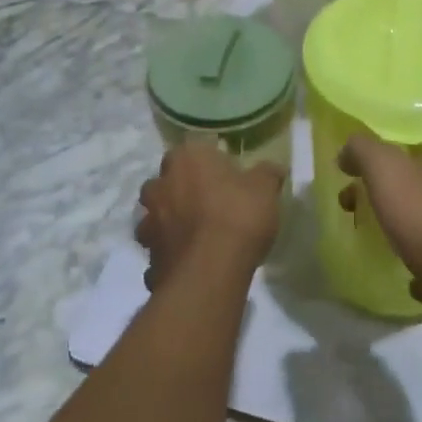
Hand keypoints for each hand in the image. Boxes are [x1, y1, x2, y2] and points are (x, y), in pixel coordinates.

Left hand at [135, 143, 285, 291]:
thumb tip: (273, 168)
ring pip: (154, 218)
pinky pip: (158, 254)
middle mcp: (160, 186)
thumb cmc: (238, 216)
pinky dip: (168, 258)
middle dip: (178, 190)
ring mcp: (148, 223)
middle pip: (165, 182)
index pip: (190, 149)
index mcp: (185, 159)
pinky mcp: (148, 259)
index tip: (222, 174)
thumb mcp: (265, 189)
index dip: (206, 161)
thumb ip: (266, 174)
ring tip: (192, 237)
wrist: (210, 272)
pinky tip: (187, 266)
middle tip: (205, 203)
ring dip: (167, 224)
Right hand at [336, 136, 421, 350]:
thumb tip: (347, 153)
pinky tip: (404, 274)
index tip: (354, 178)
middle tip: (352, 210)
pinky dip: (418, 264)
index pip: (413, 150)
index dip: (380, 161)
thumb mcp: (385, 168)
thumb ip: (362, 150)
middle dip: (382, 197)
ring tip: (374, 243)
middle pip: (415, 186)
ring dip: (400, 230)